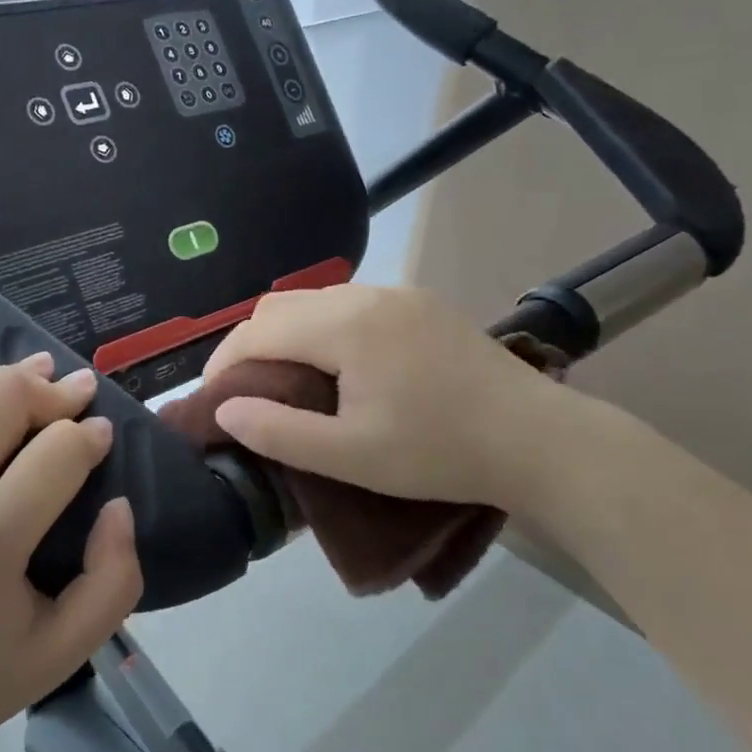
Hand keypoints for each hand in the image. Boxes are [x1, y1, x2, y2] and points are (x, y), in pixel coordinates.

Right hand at [203, 284, 588, 515]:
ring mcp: (398, 294)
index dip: (224, 361)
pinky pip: (351, 304)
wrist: (538, 440)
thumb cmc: (439, 452)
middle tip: (245, 391)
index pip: (259, 329)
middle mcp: (366, 295)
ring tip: (285, 379)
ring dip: (288, 334)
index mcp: (345, 326)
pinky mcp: (421, 304)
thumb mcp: (352, 456)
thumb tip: (225, 409)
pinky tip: (336, 363)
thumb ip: (279, 432)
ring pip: (316, 301)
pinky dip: (323, 327)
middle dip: (251, 344)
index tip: (213, 398)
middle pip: (282, 306)